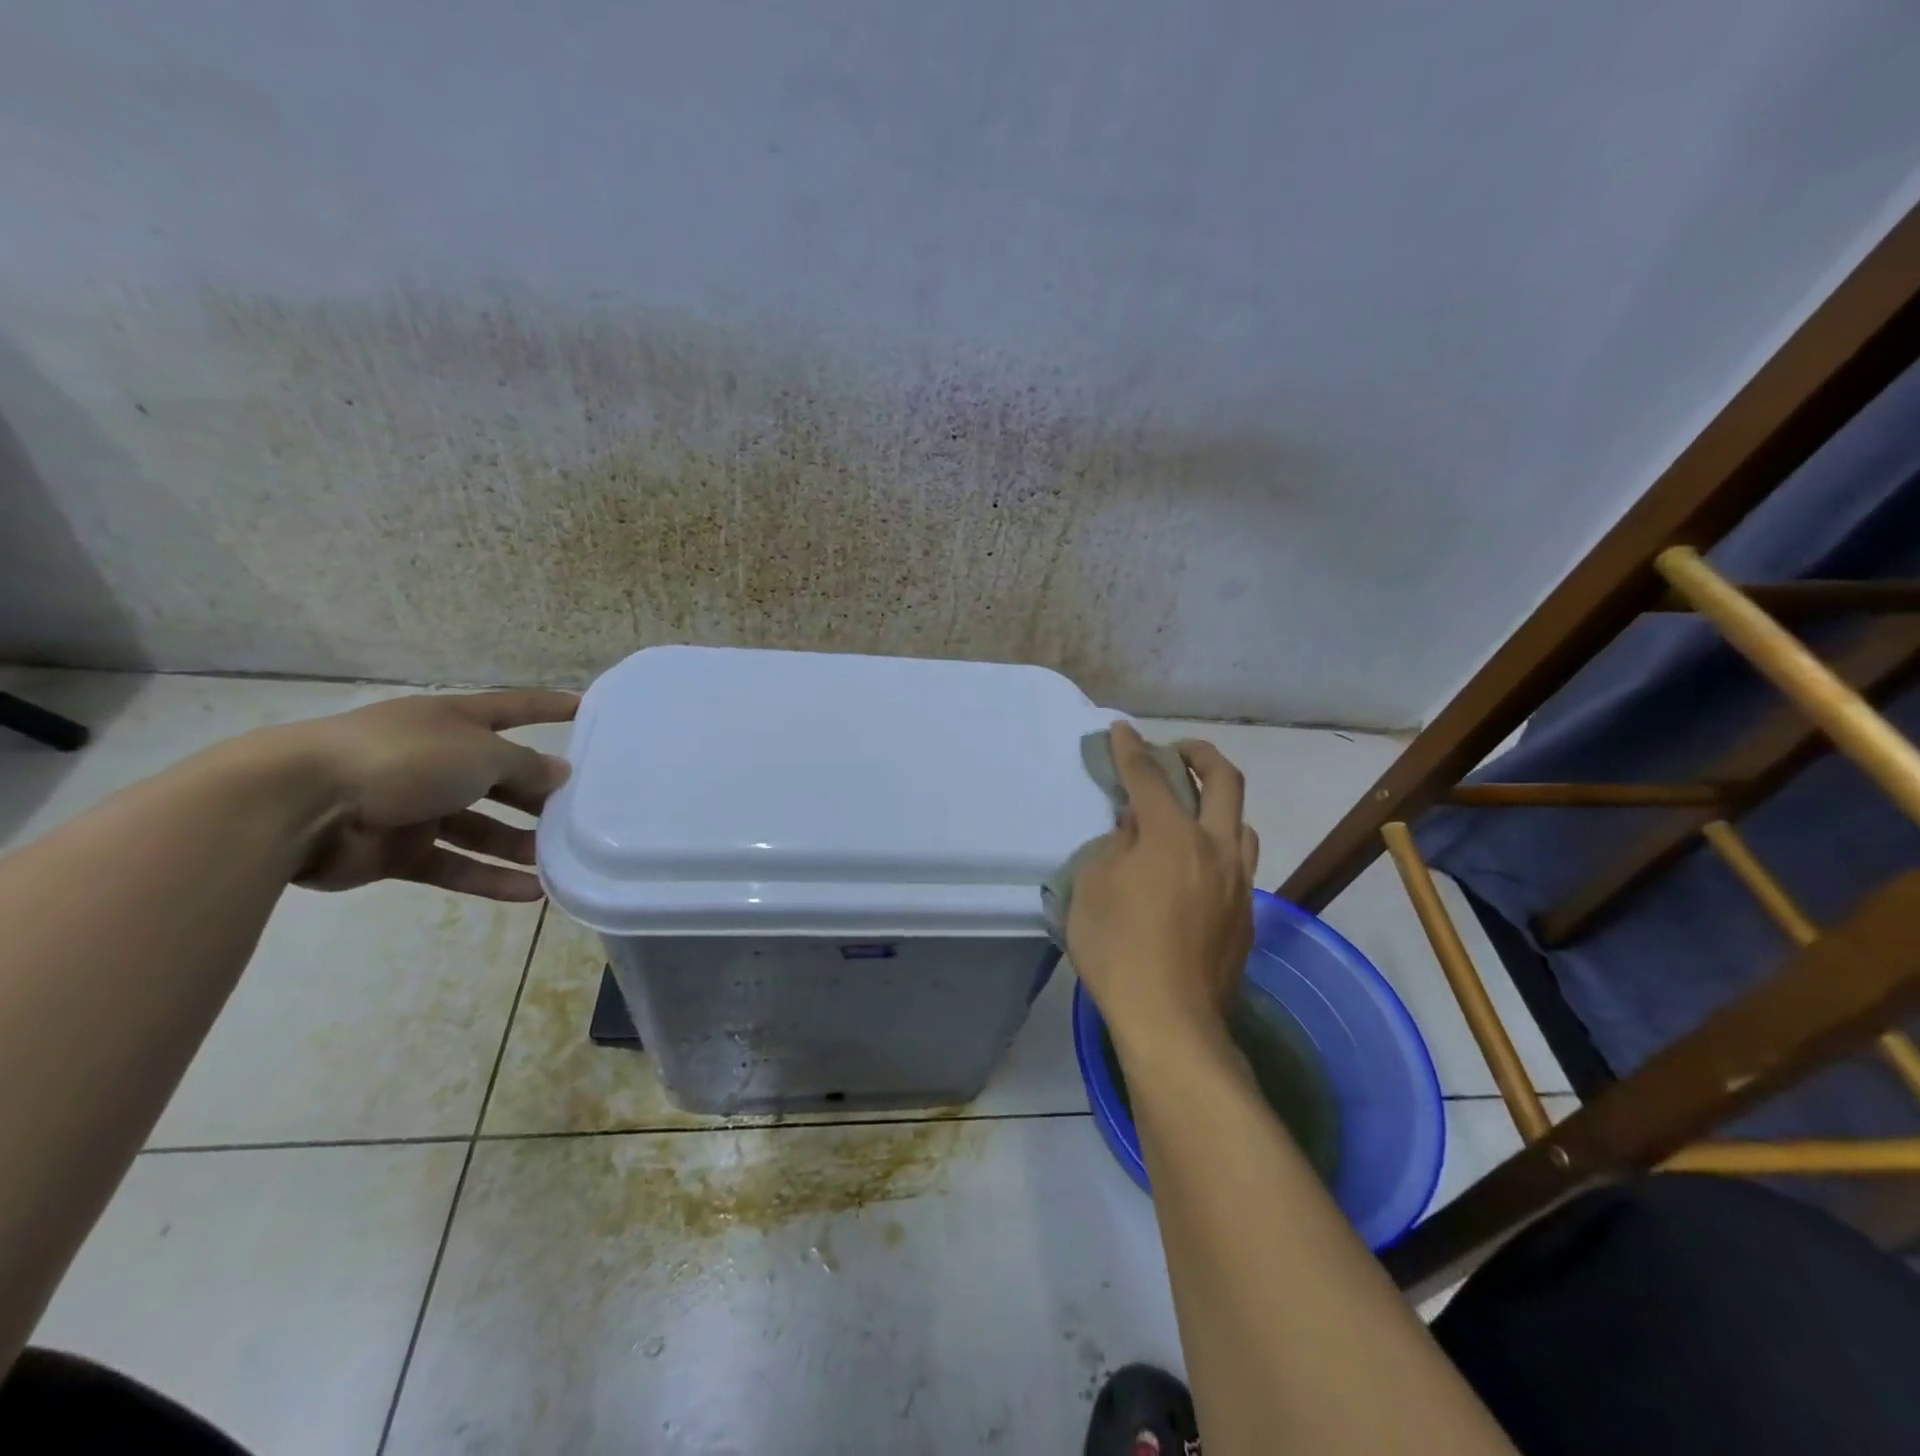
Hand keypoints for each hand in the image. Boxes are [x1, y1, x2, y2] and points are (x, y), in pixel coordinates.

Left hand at [269, 690, 577, 900]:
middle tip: (579, 814)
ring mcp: (414, 806)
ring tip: (559, 862)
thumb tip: (558, 772)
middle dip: (538, 796)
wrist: (296, 805)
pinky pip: (454, 865)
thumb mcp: (480, 754)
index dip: (549, 707)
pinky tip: (529, 894)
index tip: (585, 709)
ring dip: (518, 845)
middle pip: (499, 777)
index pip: (513, 708)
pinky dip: (489, 878)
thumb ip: (525, 765)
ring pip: (480, 827)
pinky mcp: (396, 851)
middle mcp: (436, 759)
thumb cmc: (402, 759)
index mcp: (452, 722)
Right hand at [1065, 722, 1258, 1048]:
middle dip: (1200, 754)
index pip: (1150, 778)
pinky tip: (1194, 869)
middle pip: (1225, 780)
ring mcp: (1239, 883)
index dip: (1131, 750)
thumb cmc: (1118, 949)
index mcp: (1173, 837)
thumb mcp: (1092, 887)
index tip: (1120, 730)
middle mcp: (1216, 849)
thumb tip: (1135, 829)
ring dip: (1218, 804)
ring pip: (1242, 823)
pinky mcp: (1247, 915)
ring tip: (1190, 813)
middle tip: (1177, 751)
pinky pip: (1238, 863)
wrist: (1171, 1022)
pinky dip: (1217, 848)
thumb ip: (1114, 846)